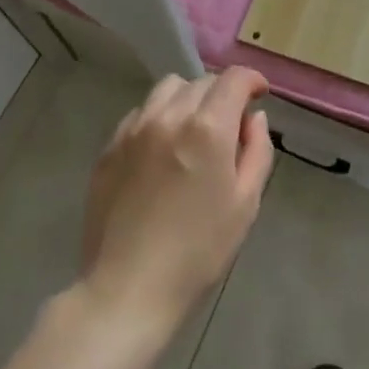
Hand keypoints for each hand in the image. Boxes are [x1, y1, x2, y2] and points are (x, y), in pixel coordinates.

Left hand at [79, 67, 274, 331]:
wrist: (127, 289)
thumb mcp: (245, 204)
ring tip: (193, 131)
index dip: (251, 80)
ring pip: (167, 89)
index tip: (259, 95)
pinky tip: (162, 149)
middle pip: (202, 81)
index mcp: (208, 128)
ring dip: (188, 98)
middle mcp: (169, 116)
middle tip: (229, 125)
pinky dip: (158, 117)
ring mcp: (134, 129)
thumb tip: (254, 118)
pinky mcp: (109, 147)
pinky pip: (140, 113)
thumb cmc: (198, 251)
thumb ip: (257, 151)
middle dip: (222, 94)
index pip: (233, 78)